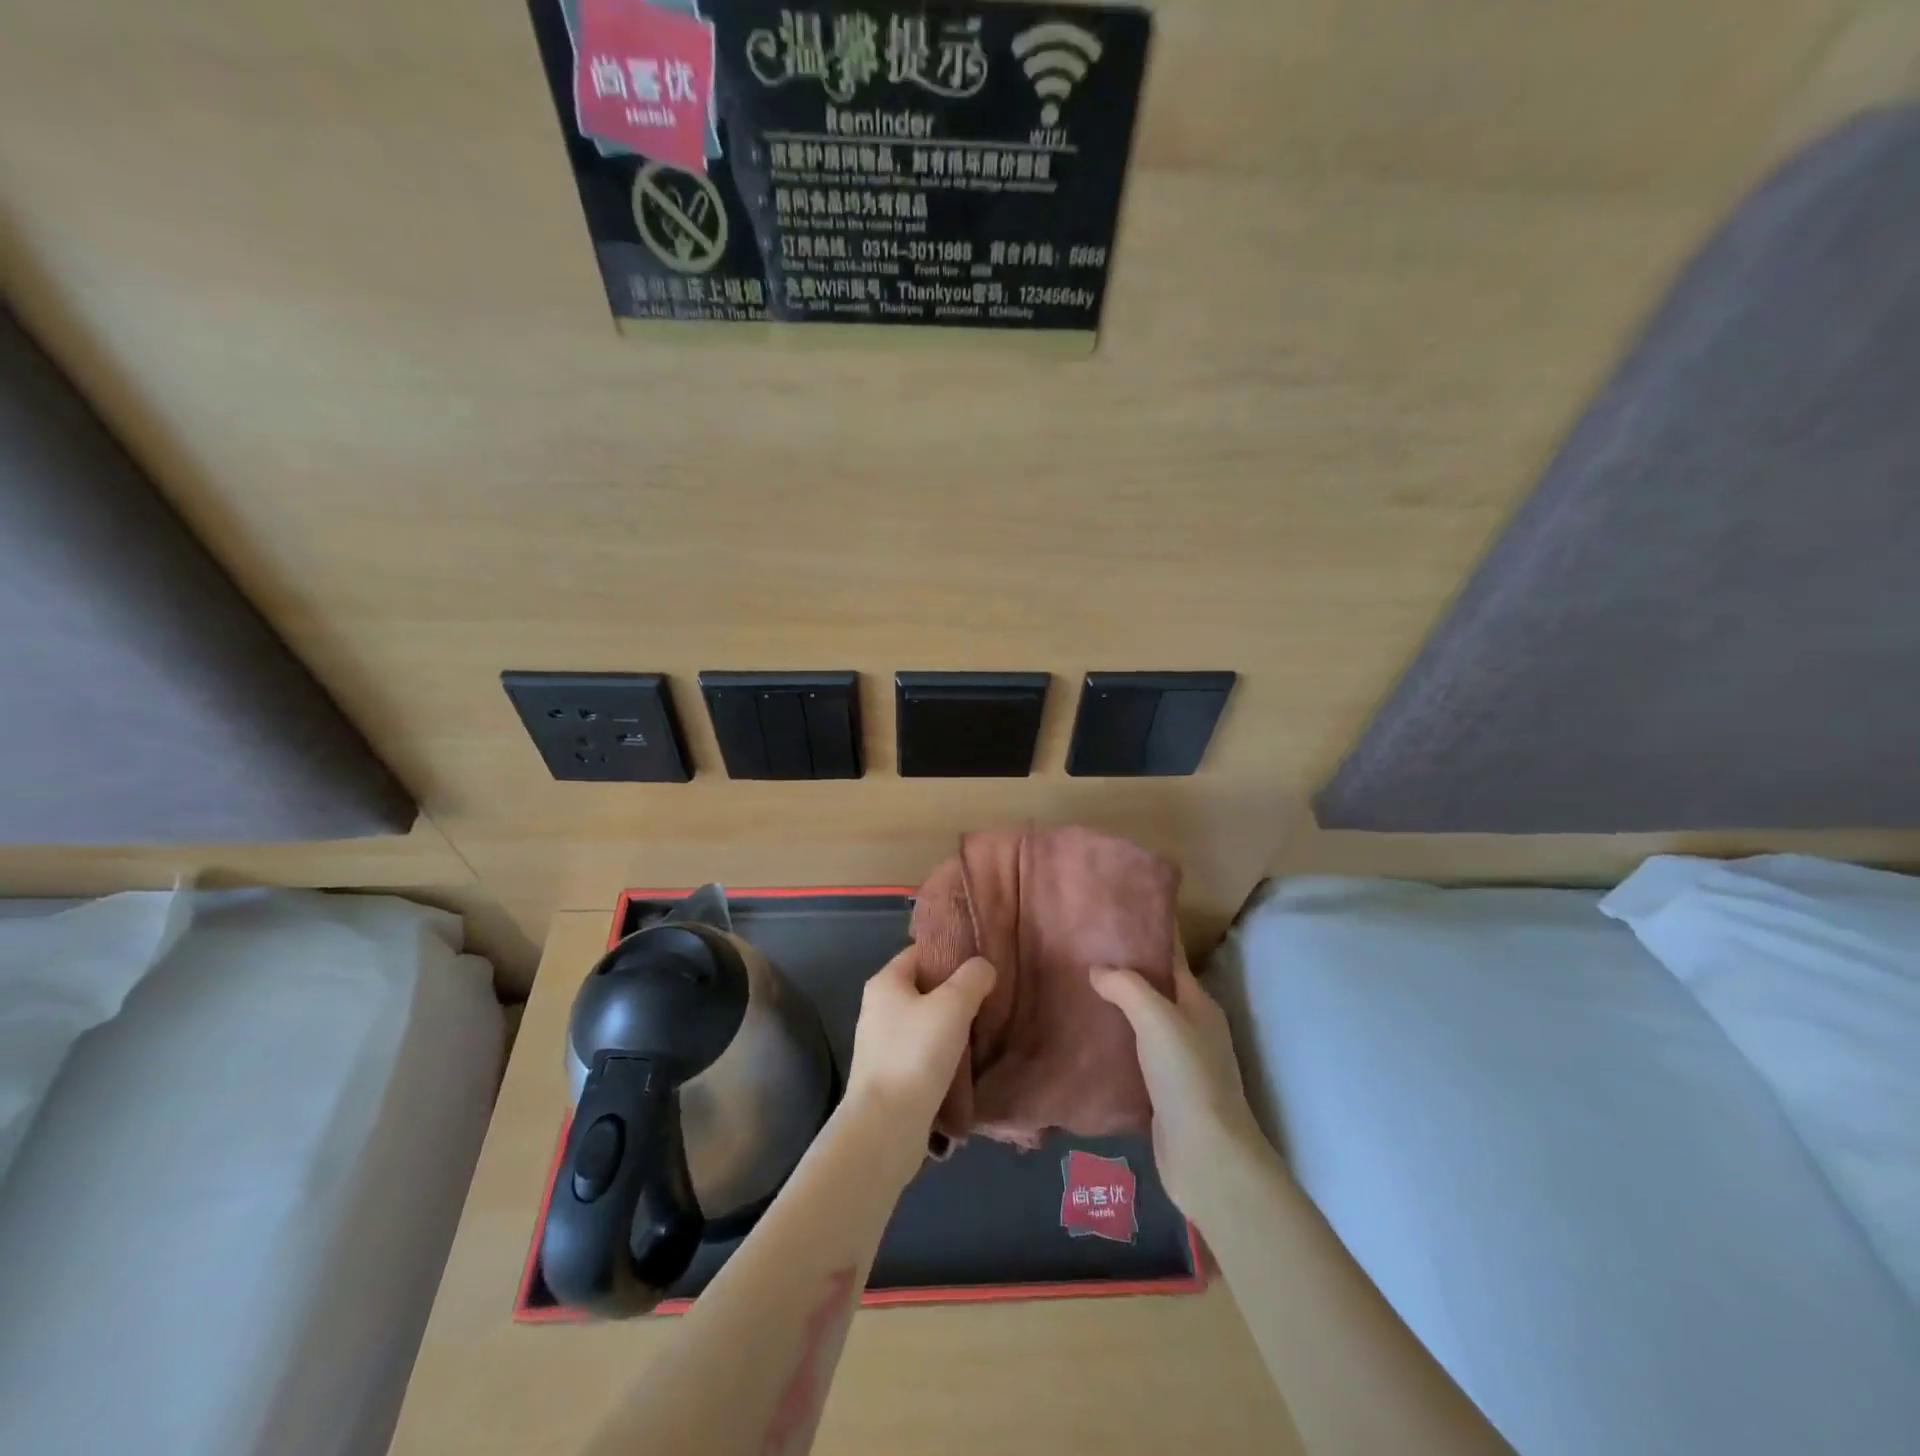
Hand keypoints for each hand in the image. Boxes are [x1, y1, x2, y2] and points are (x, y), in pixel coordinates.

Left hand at [841, 946, 994, 1171]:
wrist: (886, 1126)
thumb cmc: (916, 1054)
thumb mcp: (953, 1005)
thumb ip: (972, 978)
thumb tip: (983, 967)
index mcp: (885, 982)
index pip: (921, 952)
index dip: (951, 953)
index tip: (982, 963)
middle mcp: (877, 1007)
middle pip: (924, 987)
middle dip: (955, 992)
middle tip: (988, 998)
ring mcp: (880, 1043)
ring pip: (924, 1022)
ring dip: (950, 1026)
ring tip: (982, 1031)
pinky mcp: (888, 1075)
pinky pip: (921, 1051)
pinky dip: (941, 1053)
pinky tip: (964, 1063)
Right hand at [1091, 953, 1269, 1219]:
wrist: (1206, 1158)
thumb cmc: (1187, 1076)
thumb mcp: (1157, 1019)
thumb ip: (1127, 987)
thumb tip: (1097, 969)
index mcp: (1198, 1003)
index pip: (1171, 957)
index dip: (1146, 934)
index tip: (1112, 916)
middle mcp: (1192, 1028)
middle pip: (1155, 989)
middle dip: (1124, 971)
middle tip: (1081, 951)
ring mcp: (1179, 1062)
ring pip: (1143, 1024)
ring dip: (1116, 1008)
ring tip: (1075, 990)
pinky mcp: (1162, 1093)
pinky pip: (1134, 1056)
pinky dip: (1113, 1044)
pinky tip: (1085, 1040)